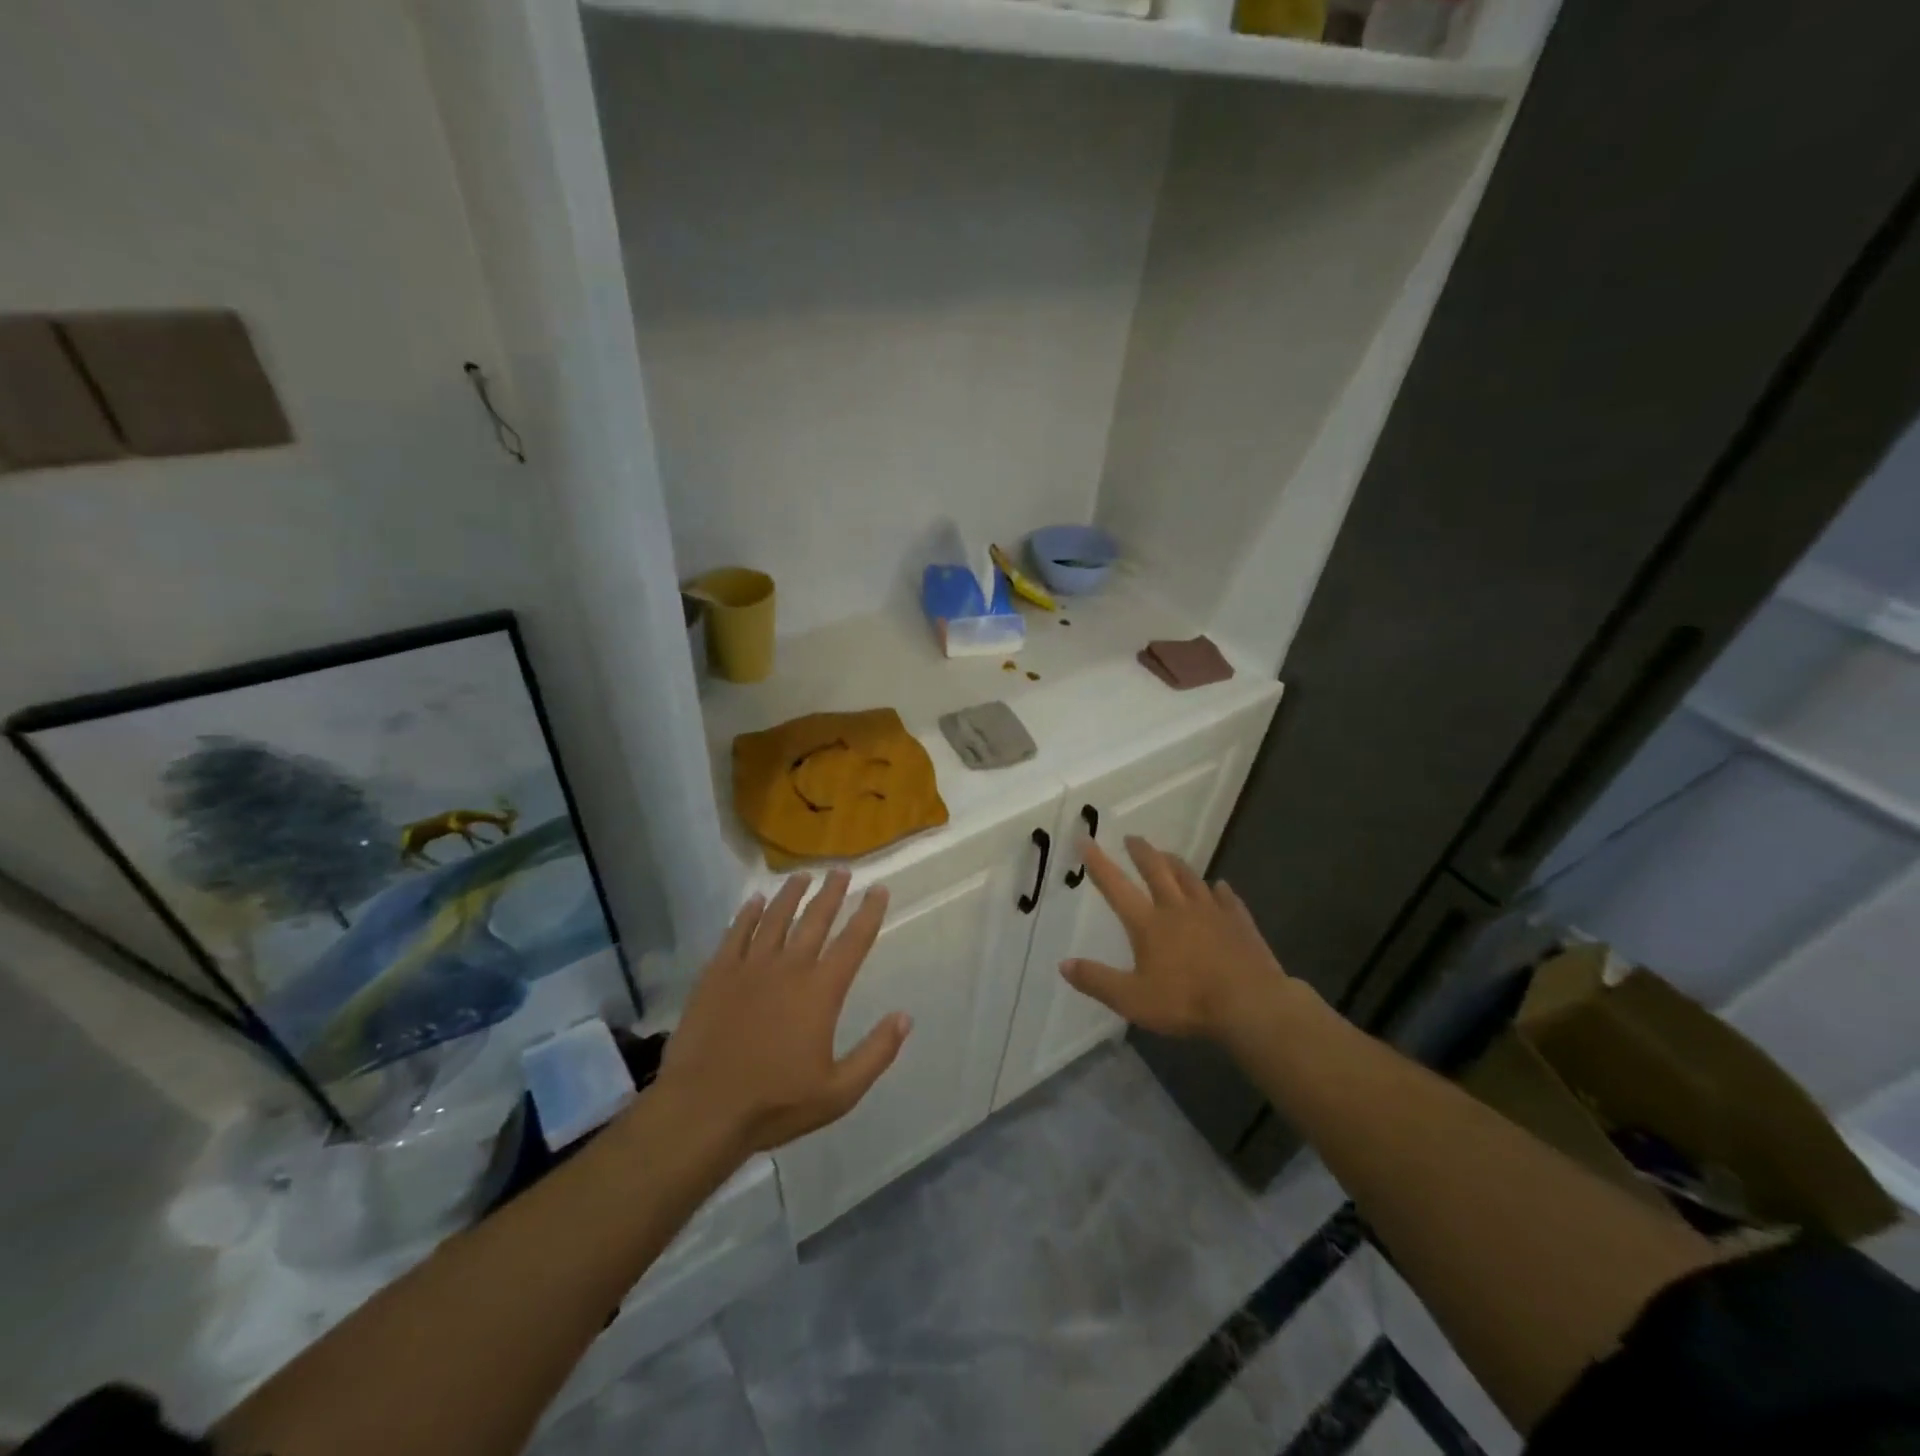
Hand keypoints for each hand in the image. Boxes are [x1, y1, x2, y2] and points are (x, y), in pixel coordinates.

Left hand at [655, 869, 909, 1157]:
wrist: (703, 1109)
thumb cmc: (775, 1103)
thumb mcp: (839, 1091)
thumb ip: (876, 1053)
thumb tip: (905, 1017)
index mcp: (821, 991)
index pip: (853, 941)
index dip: (869, 913)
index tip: (879, 890)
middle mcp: (789, 967)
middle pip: (815, 919)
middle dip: (832, 893)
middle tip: (841, 871)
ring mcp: (749, 967)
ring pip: (775, 918)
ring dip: (791, 894)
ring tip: (802, 876)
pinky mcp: (717, 974)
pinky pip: (736, 933)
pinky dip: (747, 914)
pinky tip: (754, 901)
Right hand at [1062, 835, 1292, 1043]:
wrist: (1250, 1004)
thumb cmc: (1187, 1002)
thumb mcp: (1132, 1000)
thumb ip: (1097, 981)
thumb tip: (1063, 964)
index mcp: (1148, 924)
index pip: (1116, 886)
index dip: (1098, 862)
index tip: (1086, 839)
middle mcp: (1177, 908)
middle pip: (1156, 870)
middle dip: (1141, 852)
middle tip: (1132, 838)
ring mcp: (1211, 912)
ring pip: (1190, 878)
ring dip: (1175, 863)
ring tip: (1167, 854)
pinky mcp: (1239, 923)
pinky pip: (1227, 899)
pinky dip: (1220, 890)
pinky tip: (1220, 886)